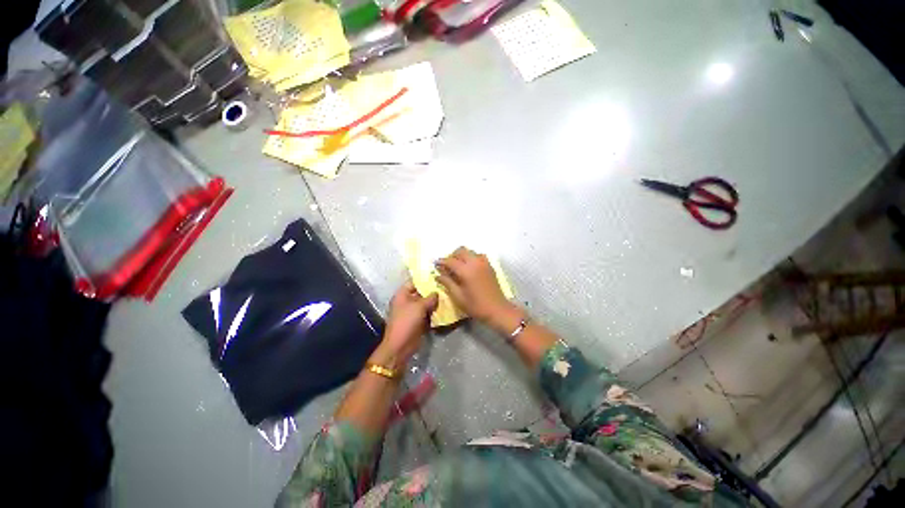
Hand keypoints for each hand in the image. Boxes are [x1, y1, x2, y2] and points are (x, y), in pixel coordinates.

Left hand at [378, 282, 437, 366]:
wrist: (401, 345)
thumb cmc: (407, 321)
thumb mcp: (419, 306)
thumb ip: (430, 297)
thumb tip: (437, 292)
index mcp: (402, 295)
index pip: (413, 282)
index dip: (424, 279)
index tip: (437, 276)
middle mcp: (406, 302)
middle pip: (420, 293)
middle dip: (432, 291)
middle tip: (445, 286)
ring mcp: (412, 312)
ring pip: (425, 303)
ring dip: (434, 302)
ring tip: (447, 296)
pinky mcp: (417, 321)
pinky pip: (427, 313)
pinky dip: (434, 311)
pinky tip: (444, 308)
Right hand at [435, 247, 512, 324]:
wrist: (497, 310)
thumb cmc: (476, 306)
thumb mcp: (458, 296)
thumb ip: (447, 283)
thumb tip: (438, 275)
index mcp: (466, 270)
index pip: (450, 261)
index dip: (441, 262)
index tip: (435, 264)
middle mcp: (475, 262)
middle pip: (460, 251)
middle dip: (452, 256)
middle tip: (446, 266)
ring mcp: (484, 263)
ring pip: (469, 252)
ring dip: (461, 256)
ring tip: (457, 268)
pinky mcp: (489, 266)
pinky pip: (477, 256)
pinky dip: (470, 258)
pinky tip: (468, 269)